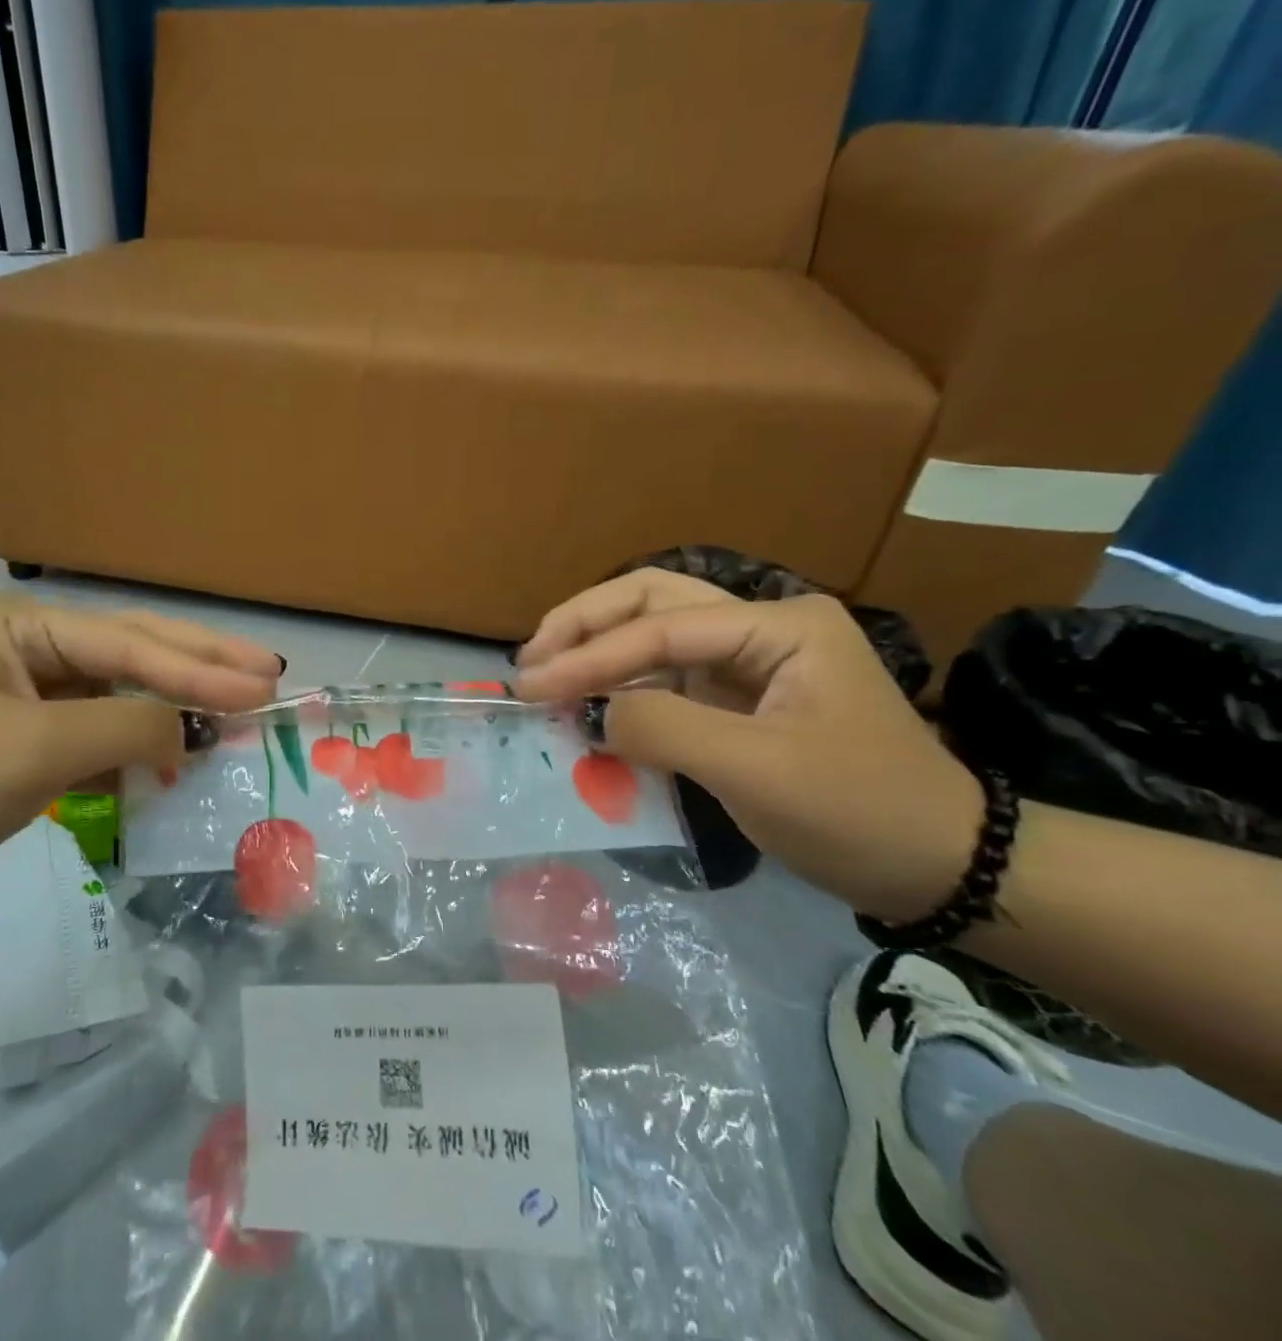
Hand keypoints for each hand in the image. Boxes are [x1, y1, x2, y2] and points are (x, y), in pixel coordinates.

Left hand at [0, 596, 281, 911]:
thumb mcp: (36, 749)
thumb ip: (126, 728)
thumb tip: (187, 733)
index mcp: (27, 626)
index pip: (133, 646)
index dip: (203, 669)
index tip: (266, 687)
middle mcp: (34, 646)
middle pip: (137, 652)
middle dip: (204, 666)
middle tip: (270, 674)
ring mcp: (31, 692)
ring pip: (124, 692)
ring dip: (177, 706)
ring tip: (239, 709)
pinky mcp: (27, 738)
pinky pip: (100, 732)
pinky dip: (139, 745)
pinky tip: (176, 755)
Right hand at [512, 569, 978, 920]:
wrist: (939, 867)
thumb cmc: (859, 812)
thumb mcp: (757, 771)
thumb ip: (663, 730)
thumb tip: (587, 713)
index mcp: (779, 626)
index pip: (660, 628)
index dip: (589, 656)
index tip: (530, 686)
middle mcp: (760, 627)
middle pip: (652, 601)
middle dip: (585, 624)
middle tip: (531, 658)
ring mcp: (748, 661)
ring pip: (653, 631)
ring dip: (596, 647)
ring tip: (545, 673)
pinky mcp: (736, 698)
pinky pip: (663, 677)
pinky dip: (618, 684)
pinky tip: (585, 702)